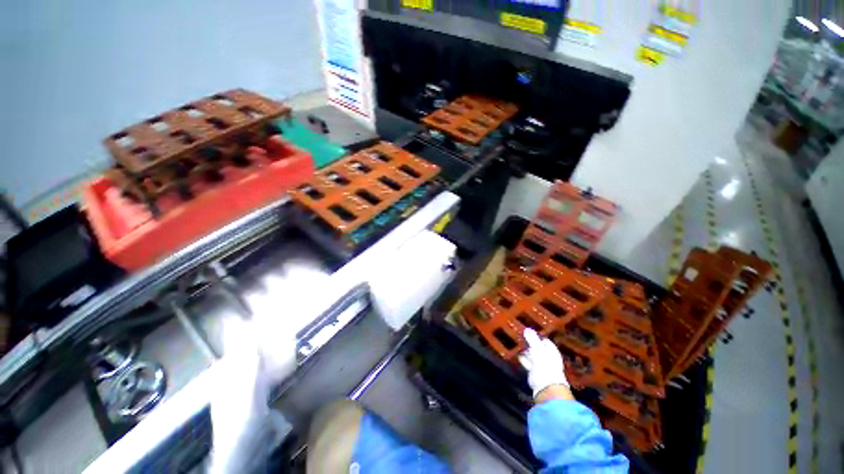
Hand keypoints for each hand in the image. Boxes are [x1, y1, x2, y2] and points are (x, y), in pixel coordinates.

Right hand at [518, 328, 568, 397]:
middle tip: (520, 337)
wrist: (545, 385)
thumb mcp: (537, 348)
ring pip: (532, 355)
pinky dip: (523, 358)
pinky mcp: (534, 372)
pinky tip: (517, 354)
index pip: (545, 341)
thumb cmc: (545, 364)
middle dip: (530, 343)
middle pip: (538, 348)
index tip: (528, 331)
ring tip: (517, 344)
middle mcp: (547, 357)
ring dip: (526, 351)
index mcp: (552, 351)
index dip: (537, 336)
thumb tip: (527, 329)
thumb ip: (532, 338)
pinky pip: (528, 362)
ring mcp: (541, 365)